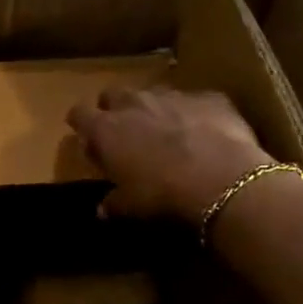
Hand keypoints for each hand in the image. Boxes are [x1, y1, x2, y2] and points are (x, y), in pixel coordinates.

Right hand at [66, 87, 272, 226]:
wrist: (224, 181)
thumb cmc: (163, 196)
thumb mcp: (130, 208)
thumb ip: (113, 203)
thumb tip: (103, 209)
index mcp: (107, 129)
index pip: (79, 114)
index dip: (80, 124)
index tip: (86, 137)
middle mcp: (135, 103)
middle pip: (113, 94)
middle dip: (115, 109)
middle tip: (125, 133)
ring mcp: (173, 96)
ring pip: (154, 94)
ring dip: (154, 109)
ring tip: (166, 133)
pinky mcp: (210, 98)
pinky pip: (195, 101)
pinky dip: (194, 113)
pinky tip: (205, 133)